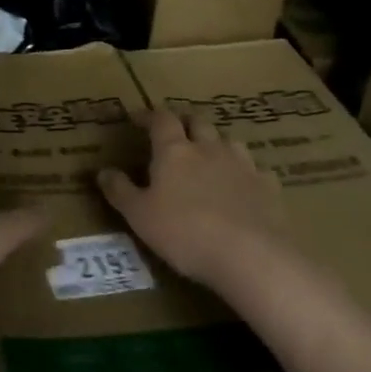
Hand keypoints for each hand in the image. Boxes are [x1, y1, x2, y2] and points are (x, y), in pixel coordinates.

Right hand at [97, 109, 288, 289]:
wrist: (250, 256)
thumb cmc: (185, 233)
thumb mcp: (140, 216)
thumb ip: (120, 191)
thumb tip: (102, 171)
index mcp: (174, 151)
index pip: (161, 120)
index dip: (149, 115)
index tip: (138, 118)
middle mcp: (209, 149)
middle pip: (198, 122)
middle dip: (185, 122)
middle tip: (176, 132)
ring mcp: (242, 165)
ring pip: (229, 141)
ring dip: (217, 143)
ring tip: (210, 155)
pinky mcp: (268, 187)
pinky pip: (256, 170)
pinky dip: (246, 172)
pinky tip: (244, 186)